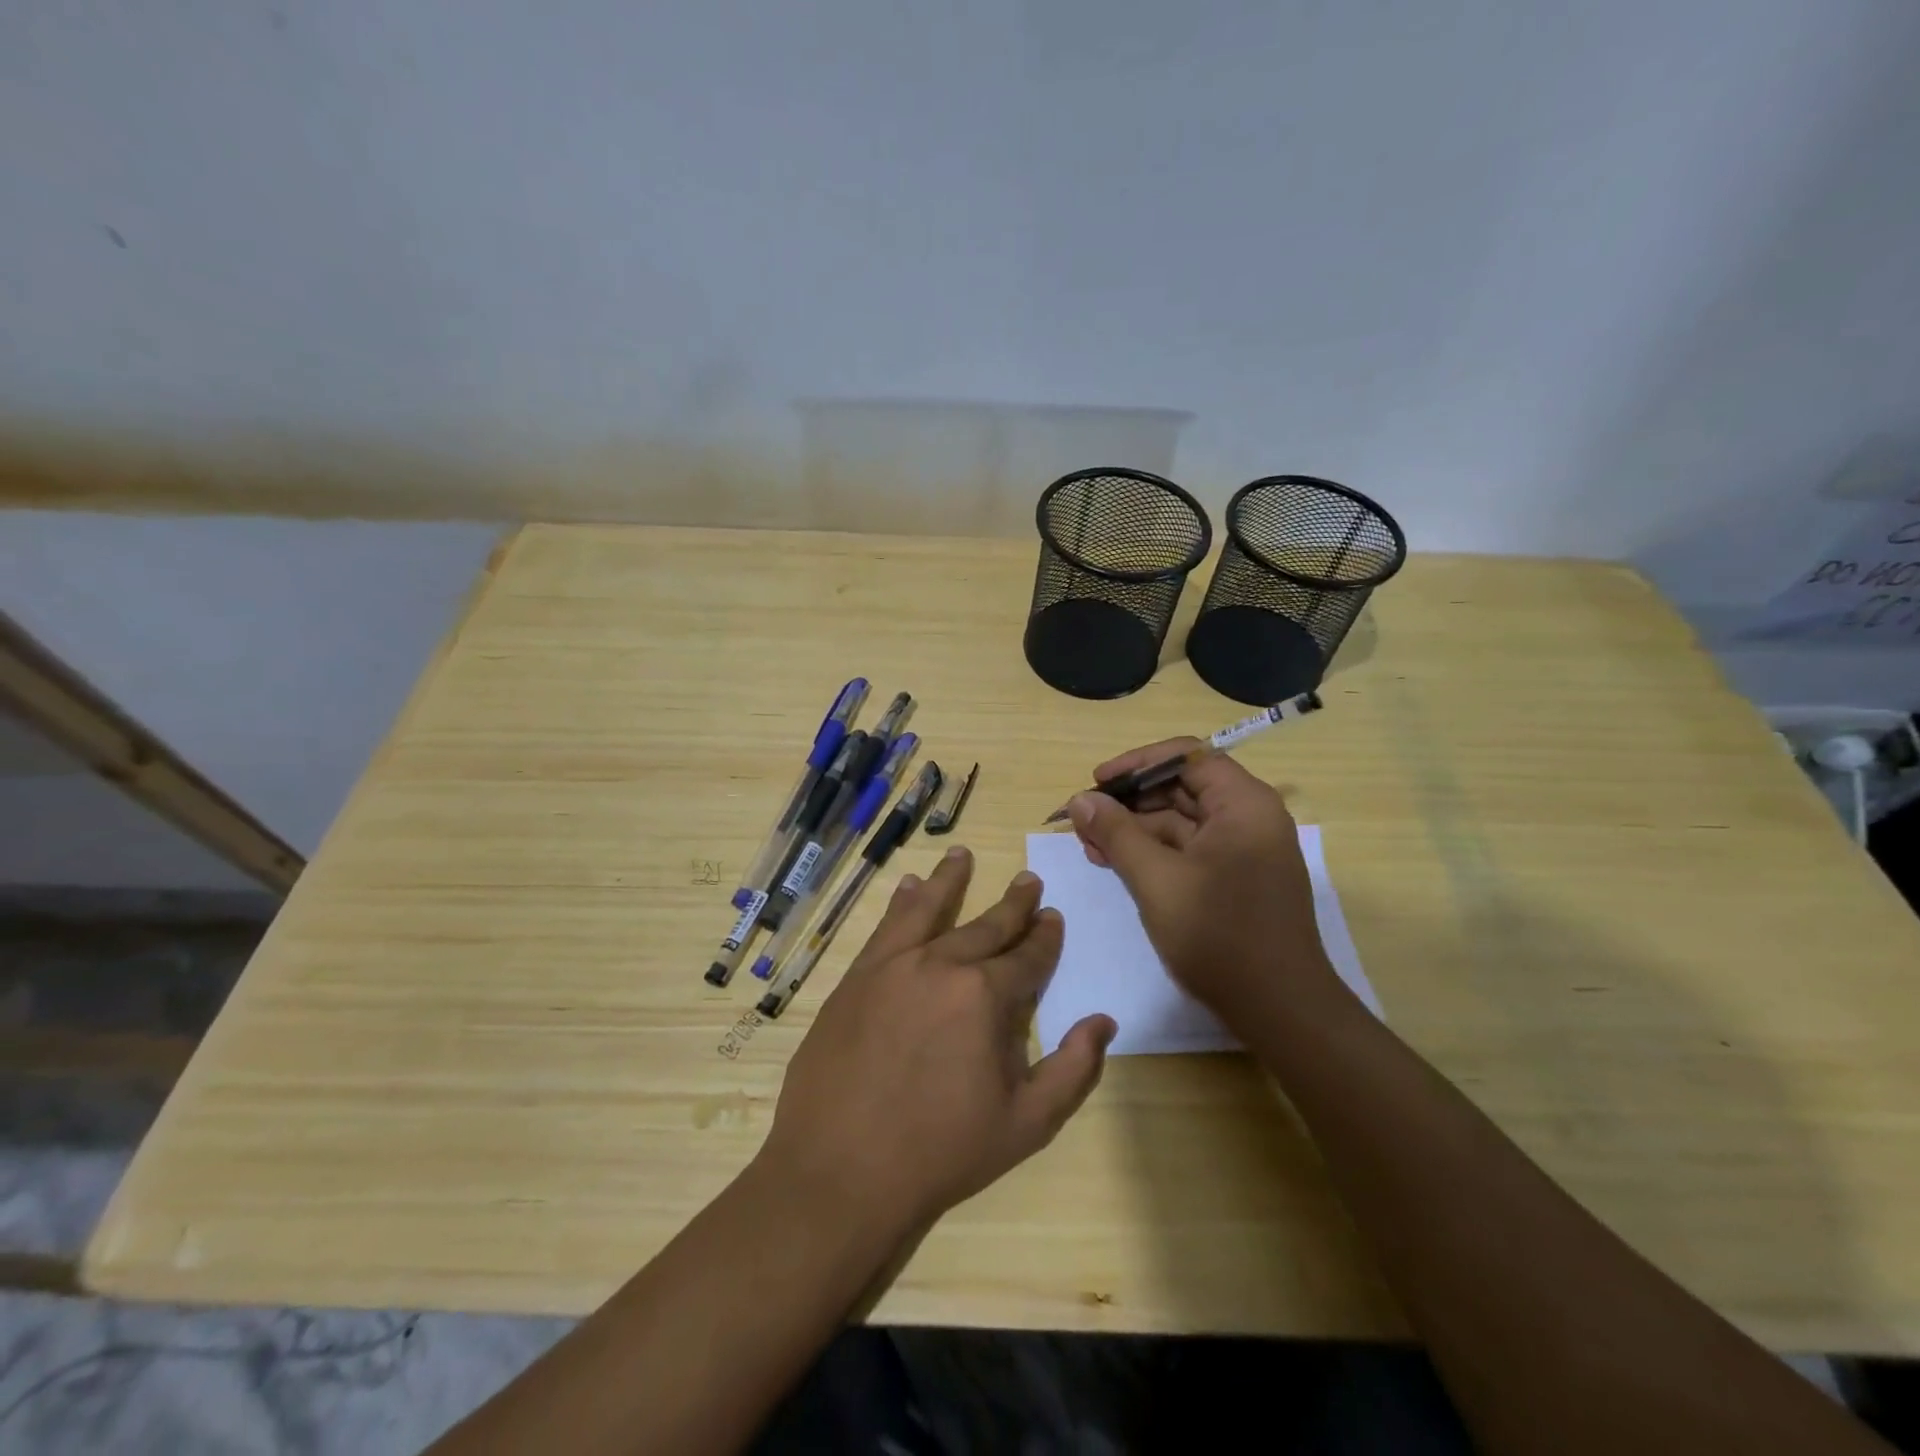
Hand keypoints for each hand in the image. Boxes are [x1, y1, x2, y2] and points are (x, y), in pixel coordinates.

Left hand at [759, 846, 1115, 1234]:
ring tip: (963, 853)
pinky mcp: (857, 976)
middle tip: (1029, 881)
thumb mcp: (1026, 1124)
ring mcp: (893, 965)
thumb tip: (1103, 1021)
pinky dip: (902, 902)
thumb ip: (1073, 1069)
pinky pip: (887, 926)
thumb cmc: (941, 1152)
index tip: (1054, 917)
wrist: (840, 1171)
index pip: (1028, 956)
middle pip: (987, 926)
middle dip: (1013, 904)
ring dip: (951, 880)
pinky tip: (908, 885)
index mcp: (986, 996)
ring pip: (930, 908)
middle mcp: (942, 964)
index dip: (1046, 937)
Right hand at [1067, 741, 1342, 1023]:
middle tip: (1085, 818)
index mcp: (1243, 804)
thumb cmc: (1219, 935)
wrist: (1279, 1010)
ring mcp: (1244, 849)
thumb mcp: (1156, 880)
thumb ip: (1116, 833)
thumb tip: (1080, 799)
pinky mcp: (1236, 877)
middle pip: (1182, 786)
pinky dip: (1153, 852)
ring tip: (1091, 846)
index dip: (1137, 763)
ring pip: (1181, 820)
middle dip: (1130, 800)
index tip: (1097, 782)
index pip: (1186, 756)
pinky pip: (1189, 849)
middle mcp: (1249, 817)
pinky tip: (1116, 863)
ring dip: (1135, 828)